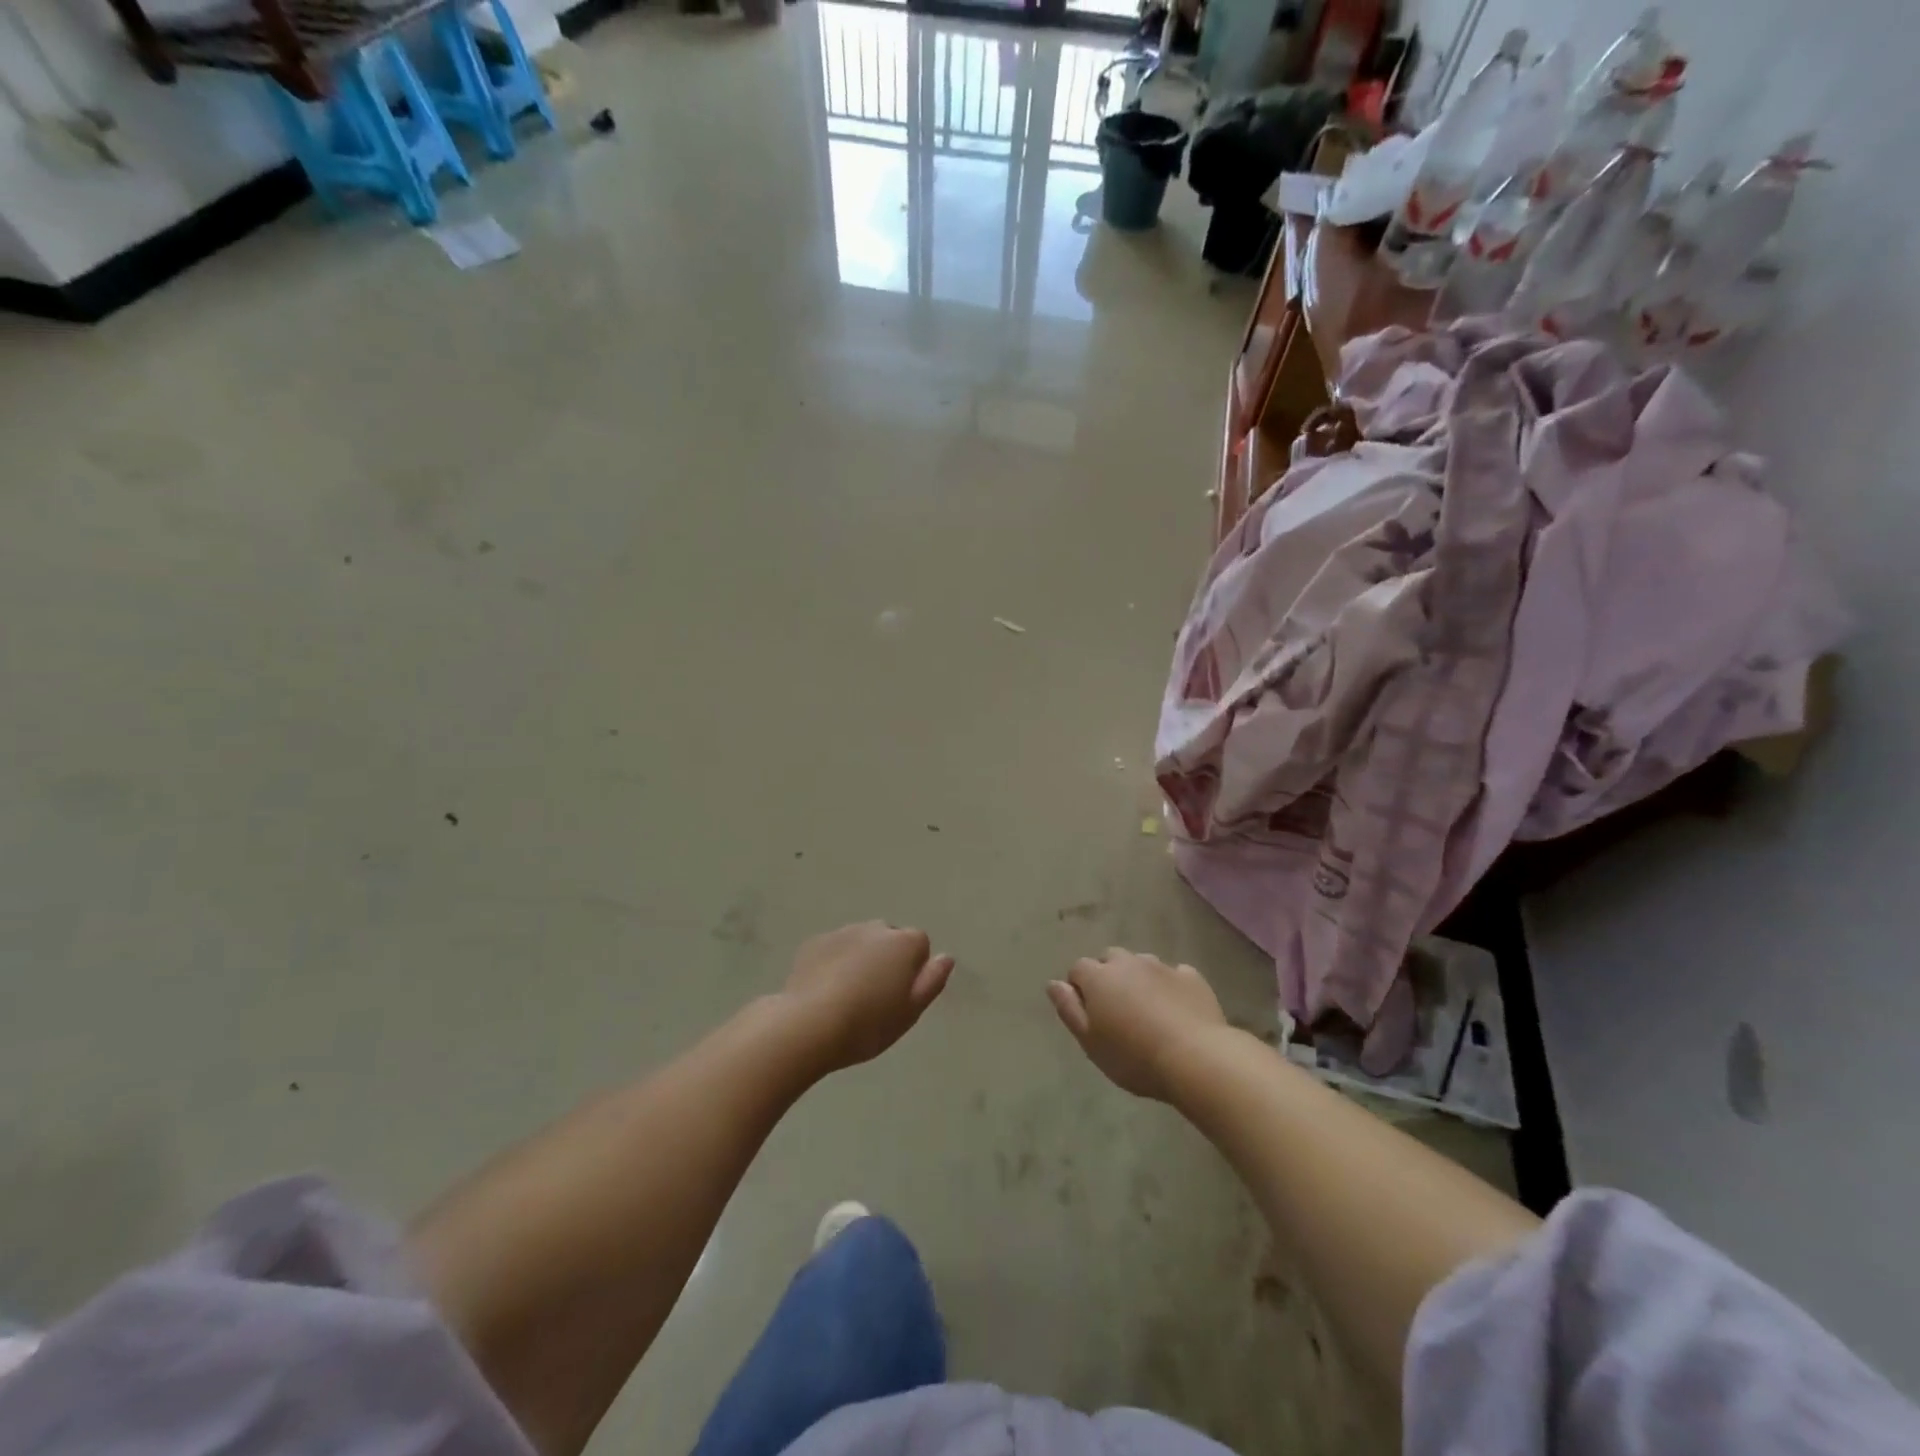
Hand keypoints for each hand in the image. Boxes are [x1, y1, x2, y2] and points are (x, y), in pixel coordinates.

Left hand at [780, 922, 954, 1072]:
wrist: (808, 1024)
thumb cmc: (868, 1023)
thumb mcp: (911, 1011)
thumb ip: (932, 981)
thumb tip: (946, 957)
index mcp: (903, 943)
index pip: (920, 945)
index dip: (914, 970)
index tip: (901, 997)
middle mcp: (875, 928)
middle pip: (890, 939)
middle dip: (887, 960)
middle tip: (876, 998)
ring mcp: (842, 932)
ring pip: (861, 943)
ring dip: (860, 960)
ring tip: (848, 997)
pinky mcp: (814, 943)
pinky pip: (834, 949)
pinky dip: (834, 963)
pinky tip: (824, 992)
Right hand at [1047, 947, 1226, 1100]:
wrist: (1196, 1058)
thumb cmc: (1133, 1056)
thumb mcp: (1090, 1042)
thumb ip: (1069, 1009)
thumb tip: (1054, 984)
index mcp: (1099, 977)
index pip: (1078, 969)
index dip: (1080, 988)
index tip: (1089, 1014)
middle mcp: (1128, 962)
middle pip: (1111, 959)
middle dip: (1109, 976)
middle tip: (1116, 1010)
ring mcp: (1162, 966)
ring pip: (1142, 964)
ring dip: (1139, 979)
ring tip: (1147, 1010)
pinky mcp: (1191, 977)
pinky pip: (1174, 975)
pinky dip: (1170, 986)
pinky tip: (1177, 1010)